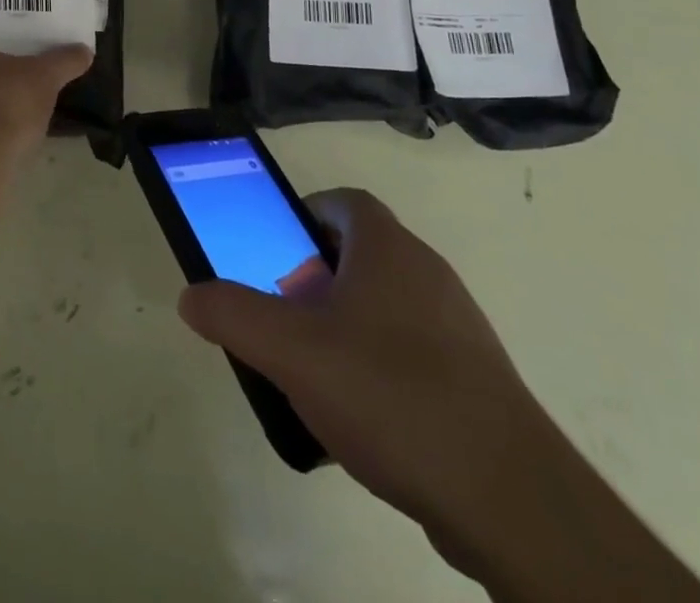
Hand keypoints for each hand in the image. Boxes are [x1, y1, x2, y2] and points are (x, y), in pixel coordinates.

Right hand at [177, 189, 555, 541]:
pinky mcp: (475, 375)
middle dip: (315, 278)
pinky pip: (412, 349)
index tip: (275, 254)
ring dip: (346, 323)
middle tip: (286, 318)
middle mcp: (426, 270)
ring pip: (385, 303)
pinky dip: (380, 364)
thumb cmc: (390, 394)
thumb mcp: (291, 352)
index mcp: (388, 247)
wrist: (508, 496)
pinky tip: (363, 416)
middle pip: (360, 252)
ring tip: (316, 372)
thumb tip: (191, 295)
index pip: (342, 203)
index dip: (303, 218)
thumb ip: (233, 315)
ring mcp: (457, 323)